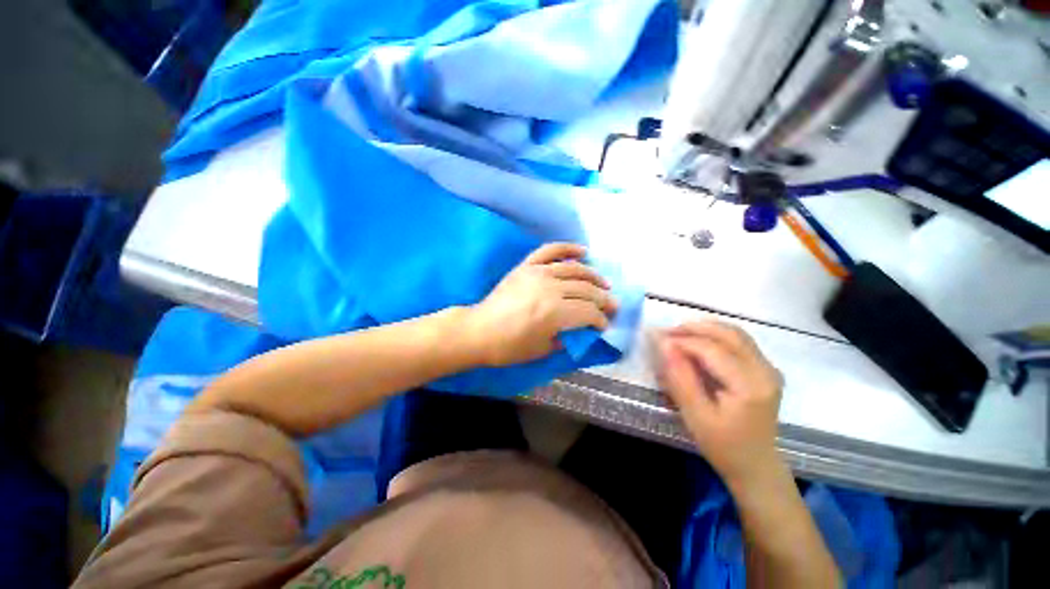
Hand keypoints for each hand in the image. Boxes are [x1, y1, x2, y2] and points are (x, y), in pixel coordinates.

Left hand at [466, 242, 616, 366]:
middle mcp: (550, 288)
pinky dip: (568, 248)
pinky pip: (550, 250)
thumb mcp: (543, 349)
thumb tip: (583, 329)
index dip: (601, 319)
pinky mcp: (527, 266)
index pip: (589, 312)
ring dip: (593, 275)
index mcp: (555, 313)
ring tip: (604, 283)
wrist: (480, 330)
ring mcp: (538, 273)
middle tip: (612, 305)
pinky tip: (583, 251)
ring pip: (574, 269)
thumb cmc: (510, 346)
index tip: (605, 325)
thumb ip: (567, 337)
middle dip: (603, 299)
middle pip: (586, 289)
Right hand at [656, 321, 783, 487]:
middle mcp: (765, 370)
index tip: (657, 340)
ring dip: (704, 329)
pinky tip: (698, 343)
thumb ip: (680, 377)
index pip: (712, 349)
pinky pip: (739, 341)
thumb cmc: (723, 446)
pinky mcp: (765, 369)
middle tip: (665, 333)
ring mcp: (769, 368)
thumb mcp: (695, 415)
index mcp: (750, 385)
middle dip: (693, 328)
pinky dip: (715, 336)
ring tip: (678, 335)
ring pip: (734, 333)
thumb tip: (664, 344)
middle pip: (727, 334)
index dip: (682, 341)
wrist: (756, 466)